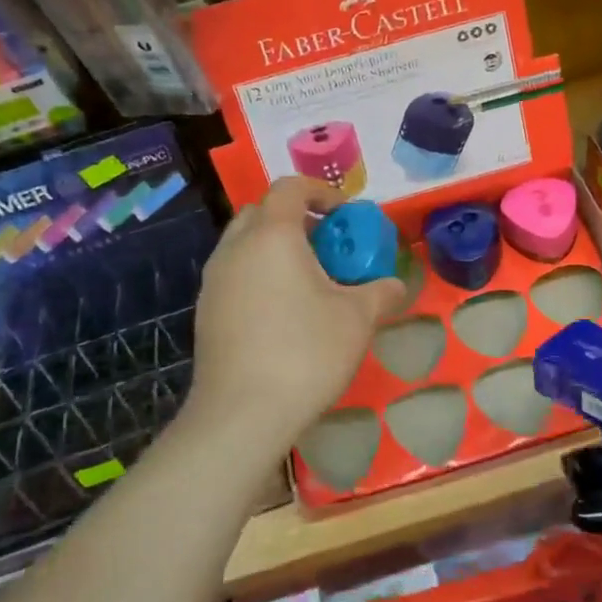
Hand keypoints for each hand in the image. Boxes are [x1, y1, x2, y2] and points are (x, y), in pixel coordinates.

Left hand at [187, 178, 404, 453]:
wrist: (241, 414)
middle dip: (296, 218)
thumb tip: (395, 285)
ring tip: (308, 280)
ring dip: (275, 248)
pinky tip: (282, 312)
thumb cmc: (305, 353)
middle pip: (263, 211)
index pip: (290, 187)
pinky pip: (235, 274)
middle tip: (328, 245)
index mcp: (272, 236)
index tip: (346, 215)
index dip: (321, 192)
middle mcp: (236, 248)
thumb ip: (381, 292)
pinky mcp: (205, 310)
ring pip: (244, 244)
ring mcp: (214, 280)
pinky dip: (259, 275)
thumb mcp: (357, 319)